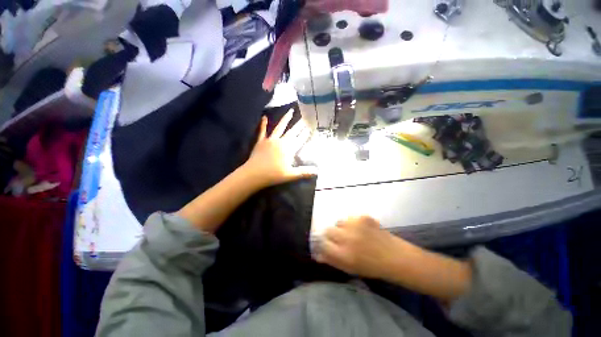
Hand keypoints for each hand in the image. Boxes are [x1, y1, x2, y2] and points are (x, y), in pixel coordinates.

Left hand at [243, 110, 316, 187]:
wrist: (254, 174)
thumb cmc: (274, 175)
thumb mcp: (291, 175)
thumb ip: (304, 172)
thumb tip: (317, 171)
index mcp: (288, 149)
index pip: (300, 139)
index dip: (306, 133)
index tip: (311, 126)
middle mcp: (281, 141)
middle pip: (292, 132)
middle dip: (299, 125)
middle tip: (305, 117)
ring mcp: (270, 140)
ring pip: (279, 127)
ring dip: (285, 119)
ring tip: (290, 111)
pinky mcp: (260, 141)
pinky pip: (262, 131)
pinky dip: (263, 124)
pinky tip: (264, 117)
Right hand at [316, 216, 472, 301]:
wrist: (395, 257)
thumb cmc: (372, 267)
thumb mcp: (350, 269)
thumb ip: (332, 261)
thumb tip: (317, 255)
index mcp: (343, 254)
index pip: (323, 244)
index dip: (325, 244)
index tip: (328, 245)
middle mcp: (347, 238)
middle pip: (328, 230)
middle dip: (332, 235)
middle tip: (341, 239)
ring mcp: (355, 226)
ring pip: (339, 222)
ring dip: (343, 228)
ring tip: (353, 234)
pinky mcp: (363, 217)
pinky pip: (350, 218)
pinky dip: (353, 223)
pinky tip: (362, 230)